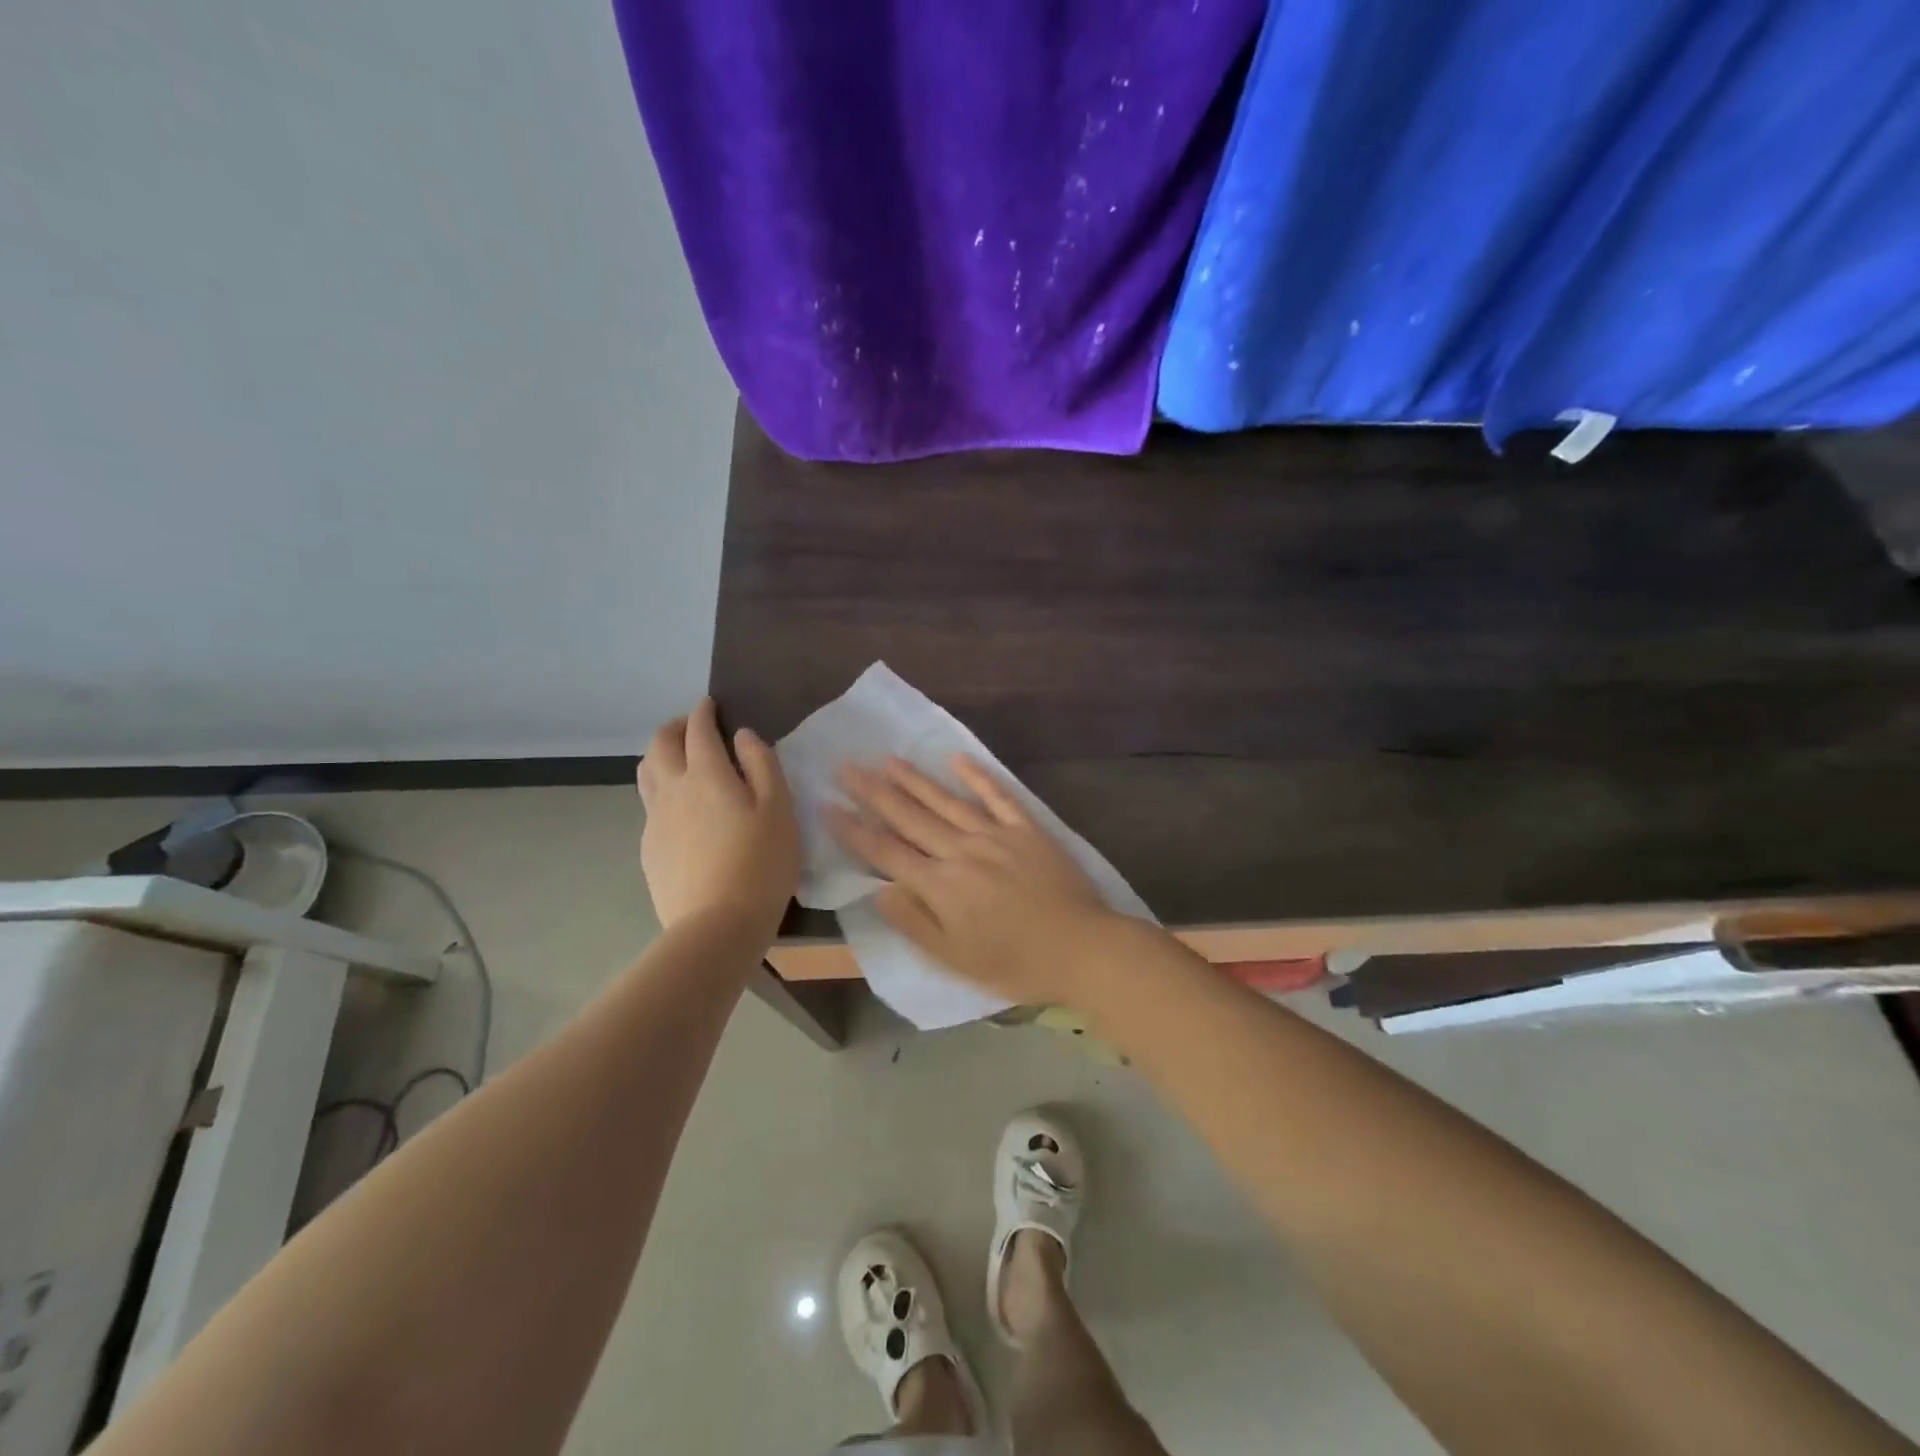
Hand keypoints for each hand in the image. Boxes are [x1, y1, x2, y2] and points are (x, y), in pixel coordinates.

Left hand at [639, 698, 798, 939]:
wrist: (717, 925)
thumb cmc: (761, 863)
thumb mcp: (779, 809)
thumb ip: (763, 765)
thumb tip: (743, 735)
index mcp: (707, 774)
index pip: (697, 729)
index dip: (703, 712)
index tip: (710, 705)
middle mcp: (672, 789)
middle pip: (659, 744)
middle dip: (675, 727)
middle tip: (694, 728)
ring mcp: (655, 820)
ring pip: (646, 772)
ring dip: (660, 755)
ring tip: (679, 760)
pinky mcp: (649, 848)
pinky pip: (649, 805)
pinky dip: (661, 789)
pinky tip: (680, 808)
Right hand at [829, 755, 1114, 1006]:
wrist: (1081, 949)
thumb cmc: (1014, 963)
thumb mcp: (955, 959)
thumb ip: (914, 922)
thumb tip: (878, 889)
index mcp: (940, 886)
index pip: (886, 852)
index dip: (854, 830)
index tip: (828, 806)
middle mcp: (961, 851)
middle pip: (910, 818)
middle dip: (874, 792)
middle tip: (847, 766)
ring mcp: (995, 836)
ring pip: (946, 802)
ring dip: (915, 780)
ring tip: (888, 759)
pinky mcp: (1027, 830)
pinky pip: (999, 797)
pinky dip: (978, 776)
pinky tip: (958, 758)